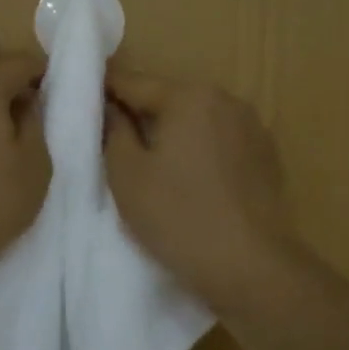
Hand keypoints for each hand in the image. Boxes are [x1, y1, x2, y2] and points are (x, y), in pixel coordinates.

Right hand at [104, 71, 297, 310]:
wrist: (252, 267)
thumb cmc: (179, 217)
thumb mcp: (127, 175)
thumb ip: (113, 131)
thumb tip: (110, 107)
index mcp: (189, 97)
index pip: (133, 82)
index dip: (104, 89)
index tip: (81, 99)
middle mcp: (226, 100)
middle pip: (169, 99)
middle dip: (140, 113)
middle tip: (112, 139)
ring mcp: (252, 128)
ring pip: (197, 121)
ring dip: (172, 133)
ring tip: (150, 163)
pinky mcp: (267, 157)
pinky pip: (220, 142)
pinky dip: (199, 151)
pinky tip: (189, 180)